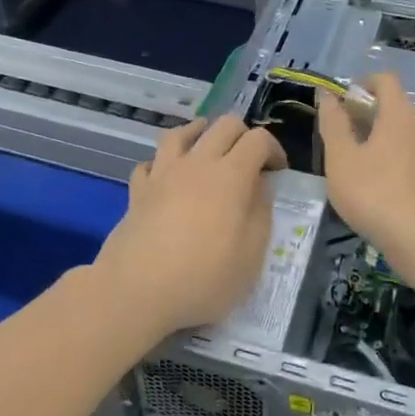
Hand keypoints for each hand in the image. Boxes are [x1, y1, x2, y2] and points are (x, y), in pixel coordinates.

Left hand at [93, 115, 286, 333]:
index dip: (274, 149)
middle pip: (223, 125)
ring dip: (199, 133)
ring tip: (206, 146)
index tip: (278, 171)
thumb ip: (260, 213)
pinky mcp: (138, 190)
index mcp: (231, 175)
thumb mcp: (251, 255)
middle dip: (242, 134)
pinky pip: (150, 162)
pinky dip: (162, 163)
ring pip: (181, 133)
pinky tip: (167, 176)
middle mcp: (197, 163)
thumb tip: (259, 186)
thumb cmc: (203, 277)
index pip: (258, 139)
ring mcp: (163, 173)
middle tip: (249, 159)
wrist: (136, 290)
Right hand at [317, 71, 414, 253]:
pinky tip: (379, 189)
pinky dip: (394, 164)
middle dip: (368, 116)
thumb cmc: (372, 191)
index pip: (386, 81)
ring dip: (382, 142)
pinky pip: (413, 161)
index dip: (363, 83)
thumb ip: (333, 123)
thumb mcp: (341, 157)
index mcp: (400, 116)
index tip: (344, 101)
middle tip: (343, 137)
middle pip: (395, 109)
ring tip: (358, 166)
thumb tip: (328, 95)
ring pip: (404, 138)